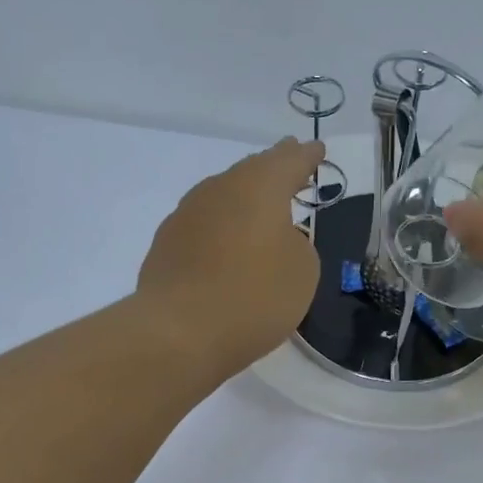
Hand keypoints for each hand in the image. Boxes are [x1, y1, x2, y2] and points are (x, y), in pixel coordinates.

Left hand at [136, 137, 325, 381]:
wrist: (180, 333)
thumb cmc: (254, 297)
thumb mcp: (302, 271)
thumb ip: (297, 244)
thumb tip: (276, 239)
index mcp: (259, 186)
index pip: (290, 161)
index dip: (306, 157)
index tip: (317, 150)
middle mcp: (219, 189)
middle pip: (252, 172)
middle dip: (273, 170)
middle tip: (289, 168)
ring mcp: (186, 214)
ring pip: (223, 197)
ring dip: (243, 201)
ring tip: (259, 210)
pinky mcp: (166, 244)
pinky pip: (203, 226)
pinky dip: (220, 230)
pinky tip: (225, 247)